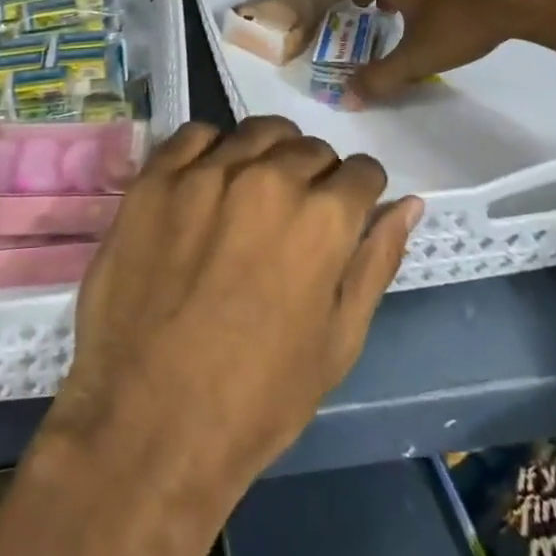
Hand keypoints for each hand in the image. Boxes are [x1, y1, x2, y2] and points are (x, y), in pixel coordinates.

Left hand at [46, 117, 420, 494]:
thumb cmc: (256, 398)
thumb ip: (376, 262)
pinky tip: (206, 183)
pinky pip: (195, 135)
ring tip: (254, 191)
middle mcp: (269, 178)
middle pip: (310, 147)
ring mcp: (206, 172)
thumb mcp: (338, 342)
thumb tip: (409, 205)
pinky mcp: (156, 178)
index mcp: (323, 218)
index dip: (360, 193)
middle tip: (296, 214)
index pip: (362, 171)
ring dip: (268, 154)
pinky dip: (211, 150)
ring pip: (256, 132)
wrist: (147, 424)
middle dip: (316, 175)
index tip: (346, 212)